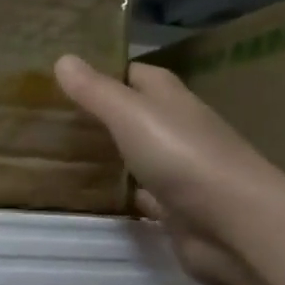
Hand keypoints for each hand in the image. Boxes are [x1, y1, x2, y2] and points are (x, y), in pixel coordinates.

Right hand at [55, 55, 284, 284]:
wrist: (233, 226)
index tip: (64, 78)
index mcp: (171, 99)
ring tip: (59, 157)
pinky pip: (141, 197)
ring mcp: (178, 172)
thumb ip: (97, 92)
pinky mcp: (175, 211)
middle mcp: (177, 130)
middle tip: (51, 120)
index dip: (104, 72)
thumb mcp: (132, 115)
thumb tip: (63, 58)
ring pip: (136, 158)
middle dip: (100, 117)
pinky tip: (90, 199)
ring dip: (108, 158)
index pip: (135, 74)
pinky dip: (120, 197)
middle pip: (135, 116)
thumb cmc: (183, 157)